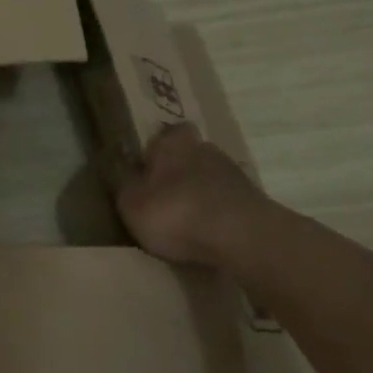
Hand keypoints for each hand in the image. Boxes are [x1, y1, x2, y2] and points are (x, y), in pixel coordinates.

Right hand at [114, 122, 273, 266]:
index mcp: (172, 142)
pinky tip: (206, 234)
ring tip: (184, 222)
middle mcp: (205, 148)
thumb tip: (118, 163)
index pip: (163, 135)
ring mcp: (234, 174)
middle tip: (161, 198)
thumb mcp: (130, 201)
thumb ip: (123, 181)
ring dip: (198, 194)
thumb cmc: (175, 212)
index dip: (154, 151)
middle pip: (188, 156)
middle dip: (177, 173)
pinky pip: (225, 202)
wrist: (241, 237)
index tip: (145, 170)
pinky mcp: (253, 201)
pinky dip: (216, 214)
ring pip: (208, 179)